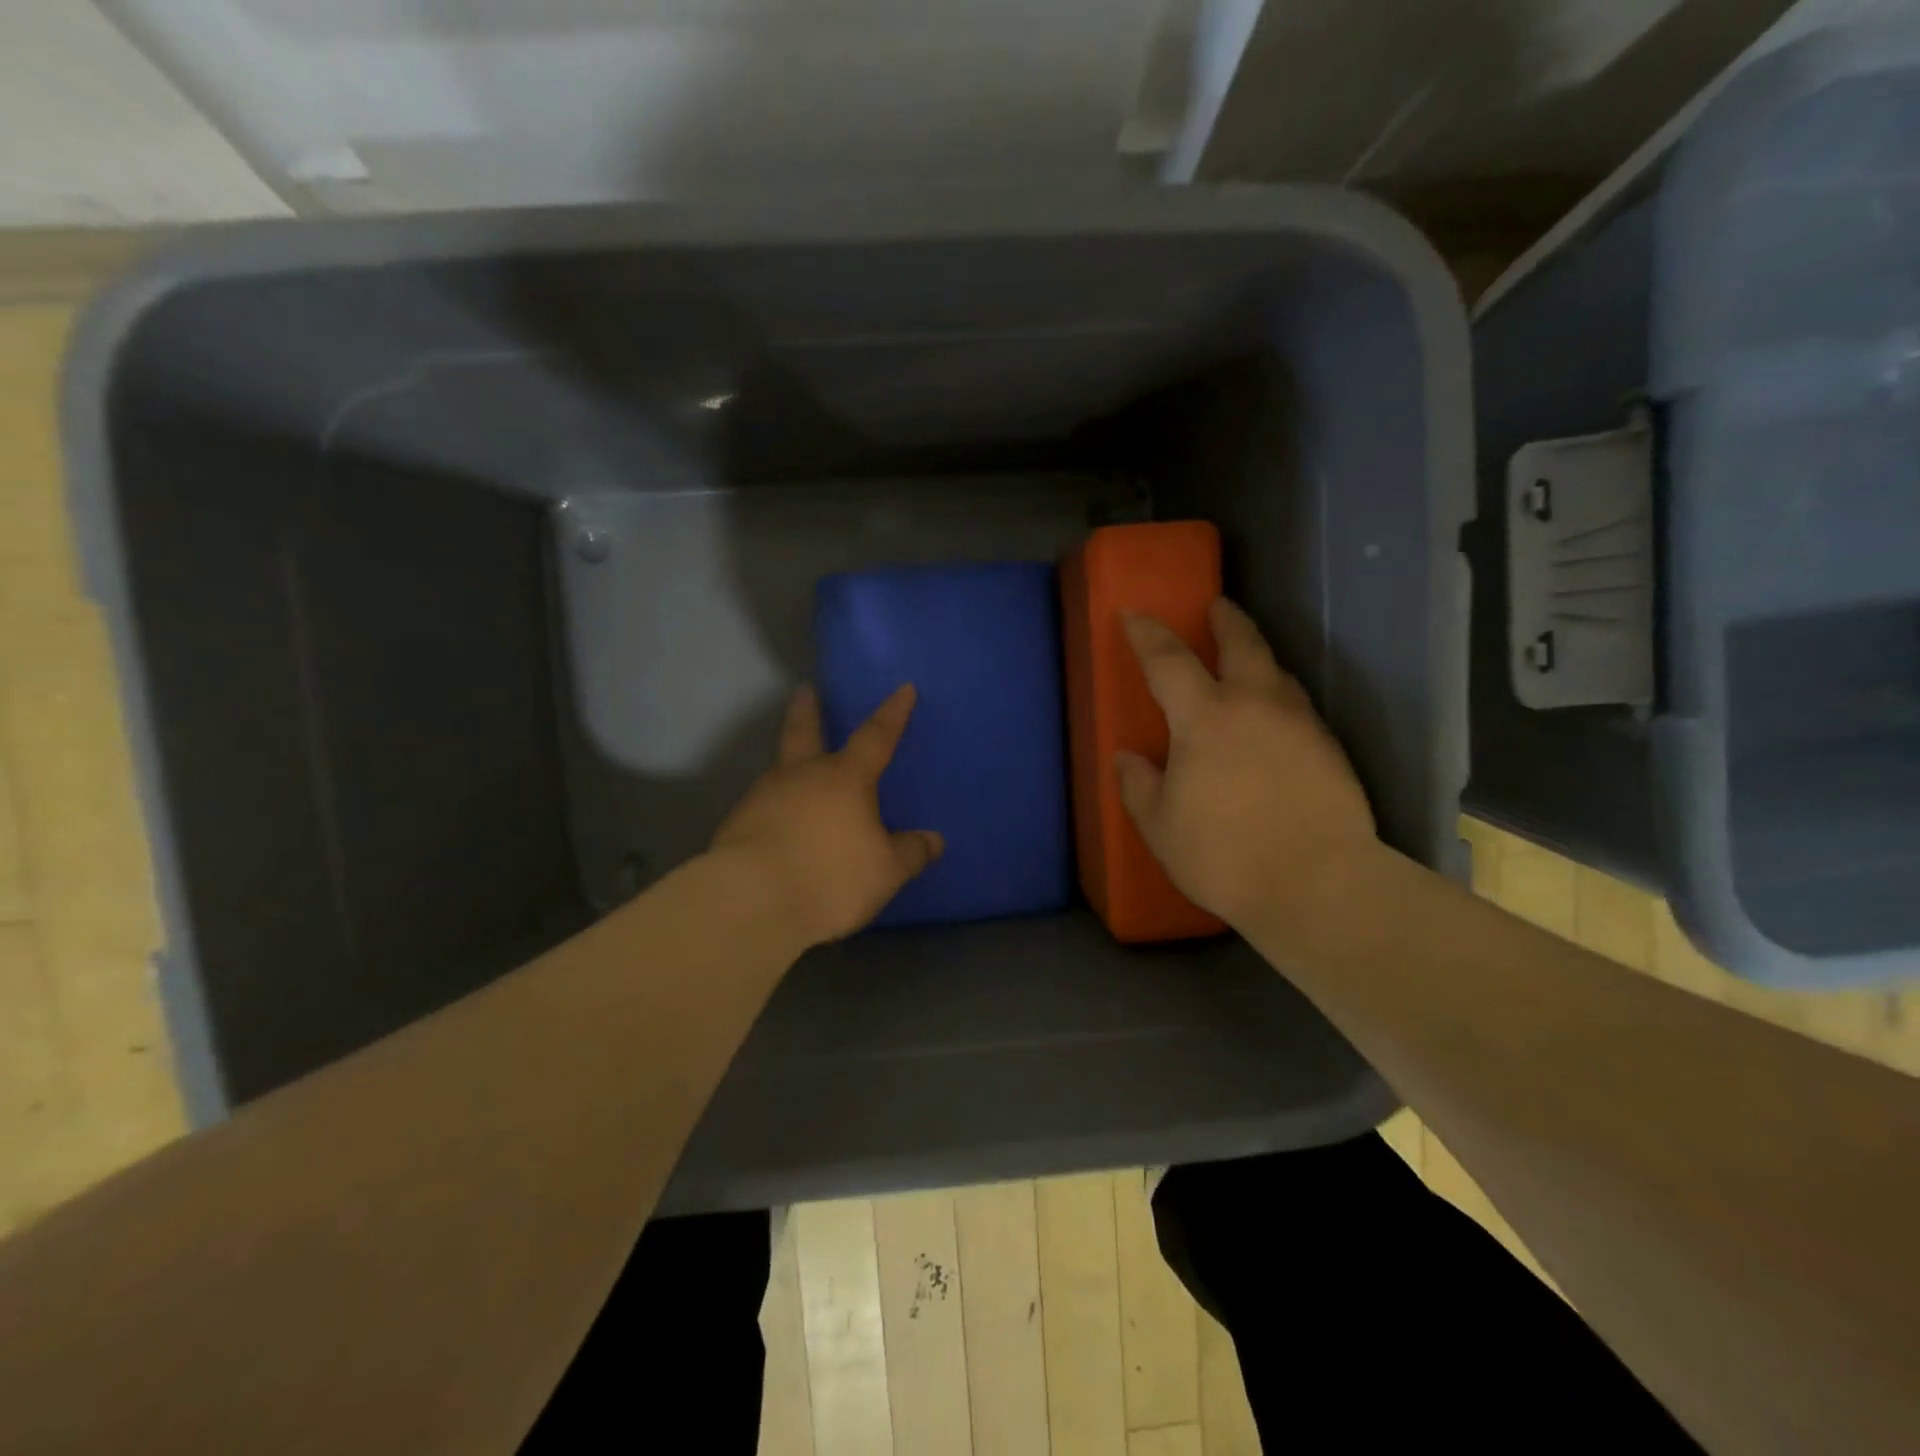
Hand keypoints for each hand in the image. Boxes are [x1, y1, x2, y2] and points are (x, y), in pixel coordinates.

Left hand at [712, 683, 943, 946]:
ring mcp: (763, 796)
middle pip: (804, 731)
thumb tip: (934, 840)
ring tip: (795, 771)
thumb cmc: (830, 877)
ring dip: (787, 763)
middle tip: (804, 690)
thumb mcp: (885, 871)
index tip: (903, 689)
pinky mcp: (737, 824)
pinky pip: (763, 806)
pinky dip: (774, 807)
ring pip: (778, 769)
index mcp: (844, 778)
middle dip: (808, 710)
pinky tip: (778, 824)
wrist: (751, 901)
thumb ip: (910, 853)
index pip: (876, 736)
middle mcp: (801, 776)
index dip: (892, 713)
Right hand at [1117, 598, 1377, 942]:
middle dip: (1226, 619)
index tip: (1134, 614)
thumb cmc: (1224, 856)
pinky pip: (1297, 704)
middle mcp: (1255, 705)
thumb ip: (1139, 785)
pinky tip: (1273, 717)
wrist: (1319, 885)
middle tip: (1216, 606)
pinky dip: (1279, 695)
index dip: (1147, 633)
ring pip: (1278, 671)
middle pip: (1242, 643)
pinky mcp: (1330, 747)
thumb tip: (1127, 758)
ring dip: (1257, 656)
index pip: (1169, 660)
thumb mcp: (1160, 826)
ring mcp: (1299, 723)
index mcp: (1205, 718)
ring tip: (1245, 659)